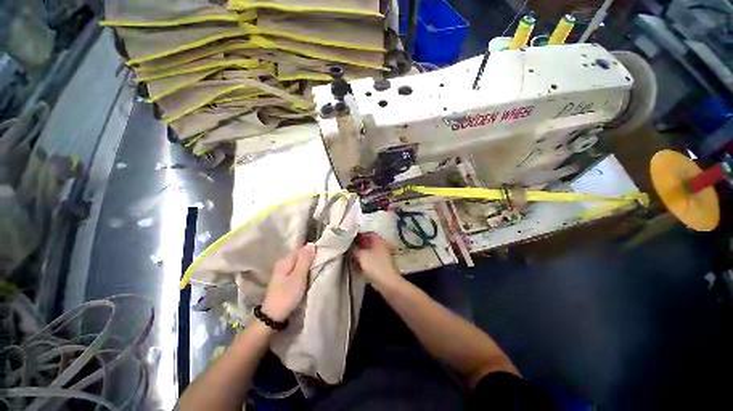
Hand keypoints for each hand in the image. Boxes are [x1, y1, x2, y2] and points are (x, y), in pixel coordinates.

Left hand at [262, 244, 315, 321]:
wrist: (273, 316)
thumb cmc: (287, 295)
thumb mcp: (299, 276)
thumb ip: (305, 260)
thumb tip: (311, 244)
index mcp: (285, 260)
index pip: (301, 248)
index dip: (312, 250)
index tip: (321, 255)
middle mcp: (283, 263)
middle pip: (299, 255)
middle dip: (310, 257)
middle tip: (320, 262)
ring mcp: (283, 271)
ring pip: (299, 262)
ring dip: (307, 264)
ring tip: (316, 268)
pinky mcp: (284, 279)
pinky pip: (296, 269)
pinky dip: (303, 270)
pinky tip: (308, 274)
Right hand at [352, 232, 402, 288]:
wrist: (387, 282)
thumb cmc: (375, 265)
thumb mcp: (361, 255)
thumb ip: (354, 250)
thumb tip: (350, 248)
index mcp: (378, 241)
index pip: (369, 233)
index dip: (360, 234)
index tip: (351, 238)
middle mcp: (380, 247)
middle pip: (368, 244)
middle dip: (358, 246)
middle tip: (348, 248)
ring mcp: (381, 257)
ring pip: (368, 254)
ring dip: (359, 255)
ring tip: (350, 258)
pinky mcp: (379, 267)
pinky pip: (369, 262)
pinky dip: (362, 263)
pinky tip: (354, 267)